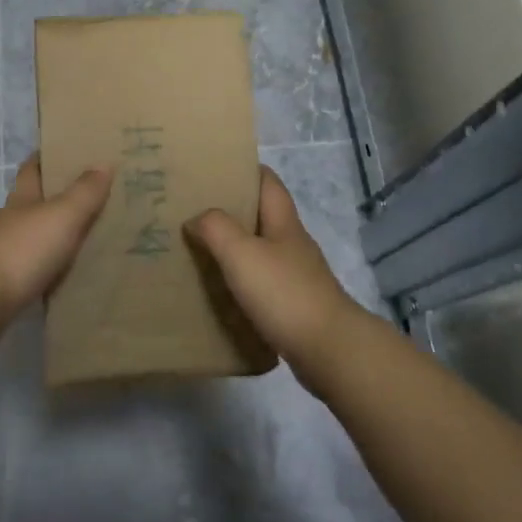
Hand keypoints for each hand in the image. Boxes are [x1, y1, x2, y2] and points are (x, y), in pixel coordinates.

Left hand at [0, 156, 110, 321]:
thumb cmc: (23, 248)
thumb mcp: (62, 215)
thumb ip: (84, 192)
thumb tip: (103, 162)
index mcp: (22, 198)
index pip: (32, 169)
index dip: (46, 157)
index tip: (67, 150)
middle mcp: (13, 222)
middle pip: (35, 202)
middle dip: (59, 196)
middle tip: (95, 193)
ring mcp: (8, 254)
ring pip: (38, 236)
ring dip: (59, 234)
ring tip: (94, 234)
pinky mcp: (9, 286)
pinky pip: (39, 269)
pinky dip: (56, 267)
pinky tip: (75, 272)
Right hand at [185, 166, 363, 388]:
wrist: (329, 351)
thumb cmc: (285, 293)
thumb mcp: (242, 253)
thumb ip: (216, 228)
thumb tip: (196, 218)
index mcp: (283, 222)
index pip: (267, 181)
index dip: (243, 170)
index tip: (211, 170)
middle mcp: (291, 243)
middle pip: (260, 215)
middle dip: (229, 211)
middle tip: (191, 212)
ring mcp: (295, 276)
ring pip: (259, 251)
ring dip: (232, 249)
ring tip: (197, 251)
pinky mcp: (294, 306)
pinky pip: (260, 284)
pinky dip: (240, 283)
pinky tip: (219, 293)